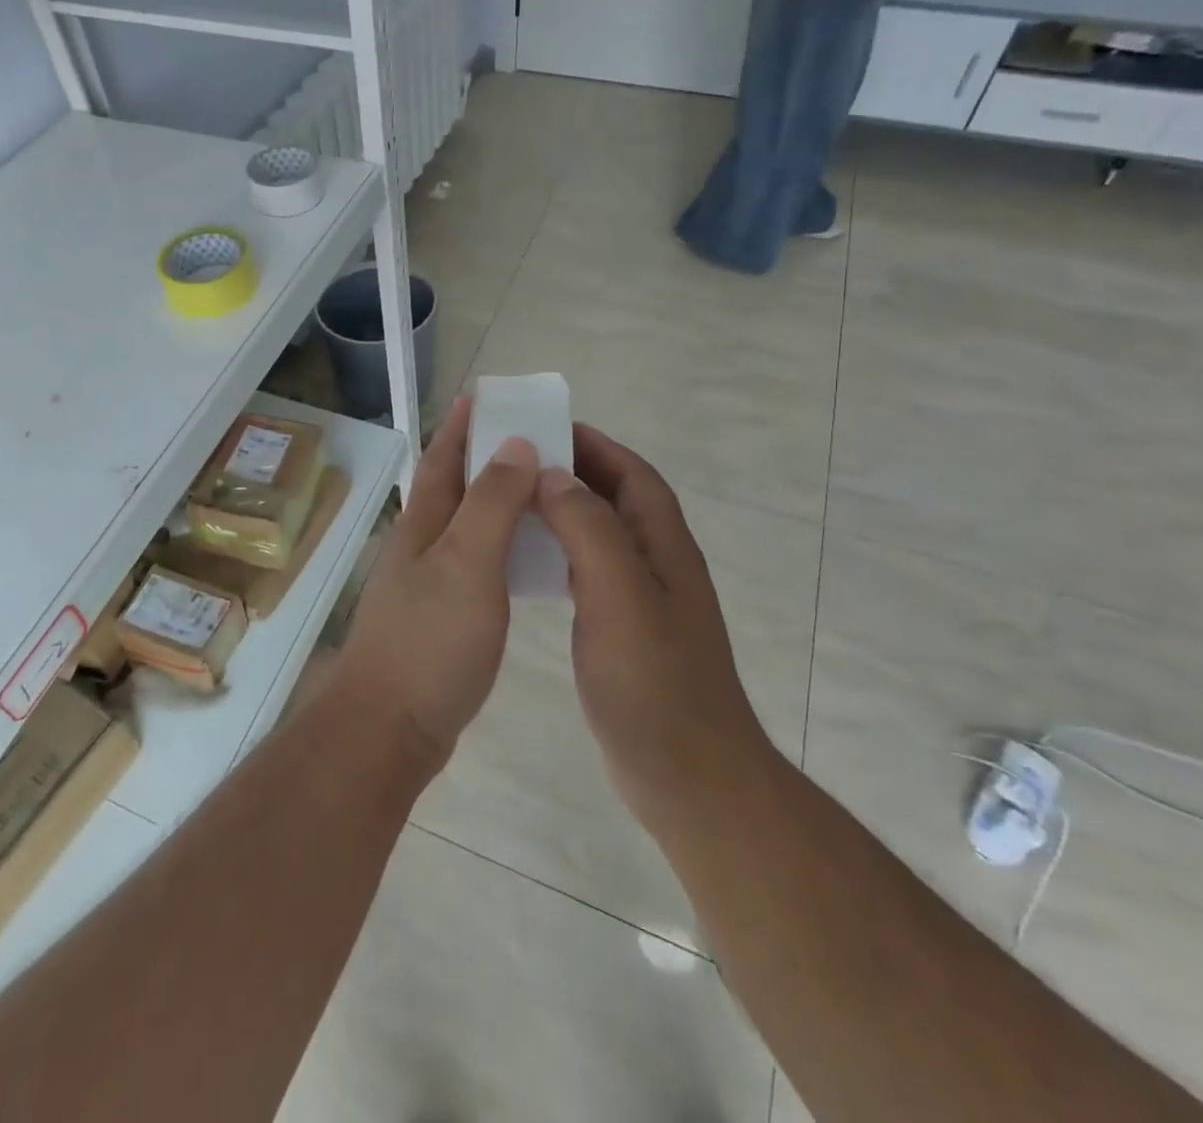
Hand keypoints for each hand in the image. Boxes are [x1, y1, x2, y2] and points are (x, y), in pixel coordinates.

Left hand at [336, 397, 539, 766]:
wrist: (390, 726)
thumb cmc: (429, 640)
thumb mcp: (466, 562)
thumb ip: (491, 503)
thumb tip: (514, 443)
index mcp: (424, 523)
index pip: (441, 458)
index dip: (460, 425)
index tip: (484, 395)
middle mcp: (421, 545)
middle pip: (453, 487)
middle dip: (483, 457)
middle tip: (532, 440)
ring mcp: (428, 583)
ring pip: (466, 525)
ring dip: (495, 501)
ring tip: (538, 491)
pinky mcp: (442, 618)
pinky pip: (476, 563)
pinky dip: (500, 547)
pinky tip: (525, 558)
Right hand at [535, 425, 769, 840]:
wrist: (687, 776)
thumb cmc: (653, 682)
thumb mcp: (619, 595)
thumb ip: (590, 529)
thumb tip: (555, 475)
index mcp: (663, 546)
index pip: (632, 475)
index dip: (595, 445)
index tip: (545, 428)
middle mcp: (657, 564)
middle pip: (617, 499)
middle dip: (574, 471)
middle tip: (517, 462)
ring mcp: (643, 601)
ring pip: (601, 535)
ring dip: (565, 511)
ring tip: (515, 503)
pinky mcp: (624, 632)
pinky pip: (589, 572)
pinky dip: (561, 553)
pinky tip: (530, 564)